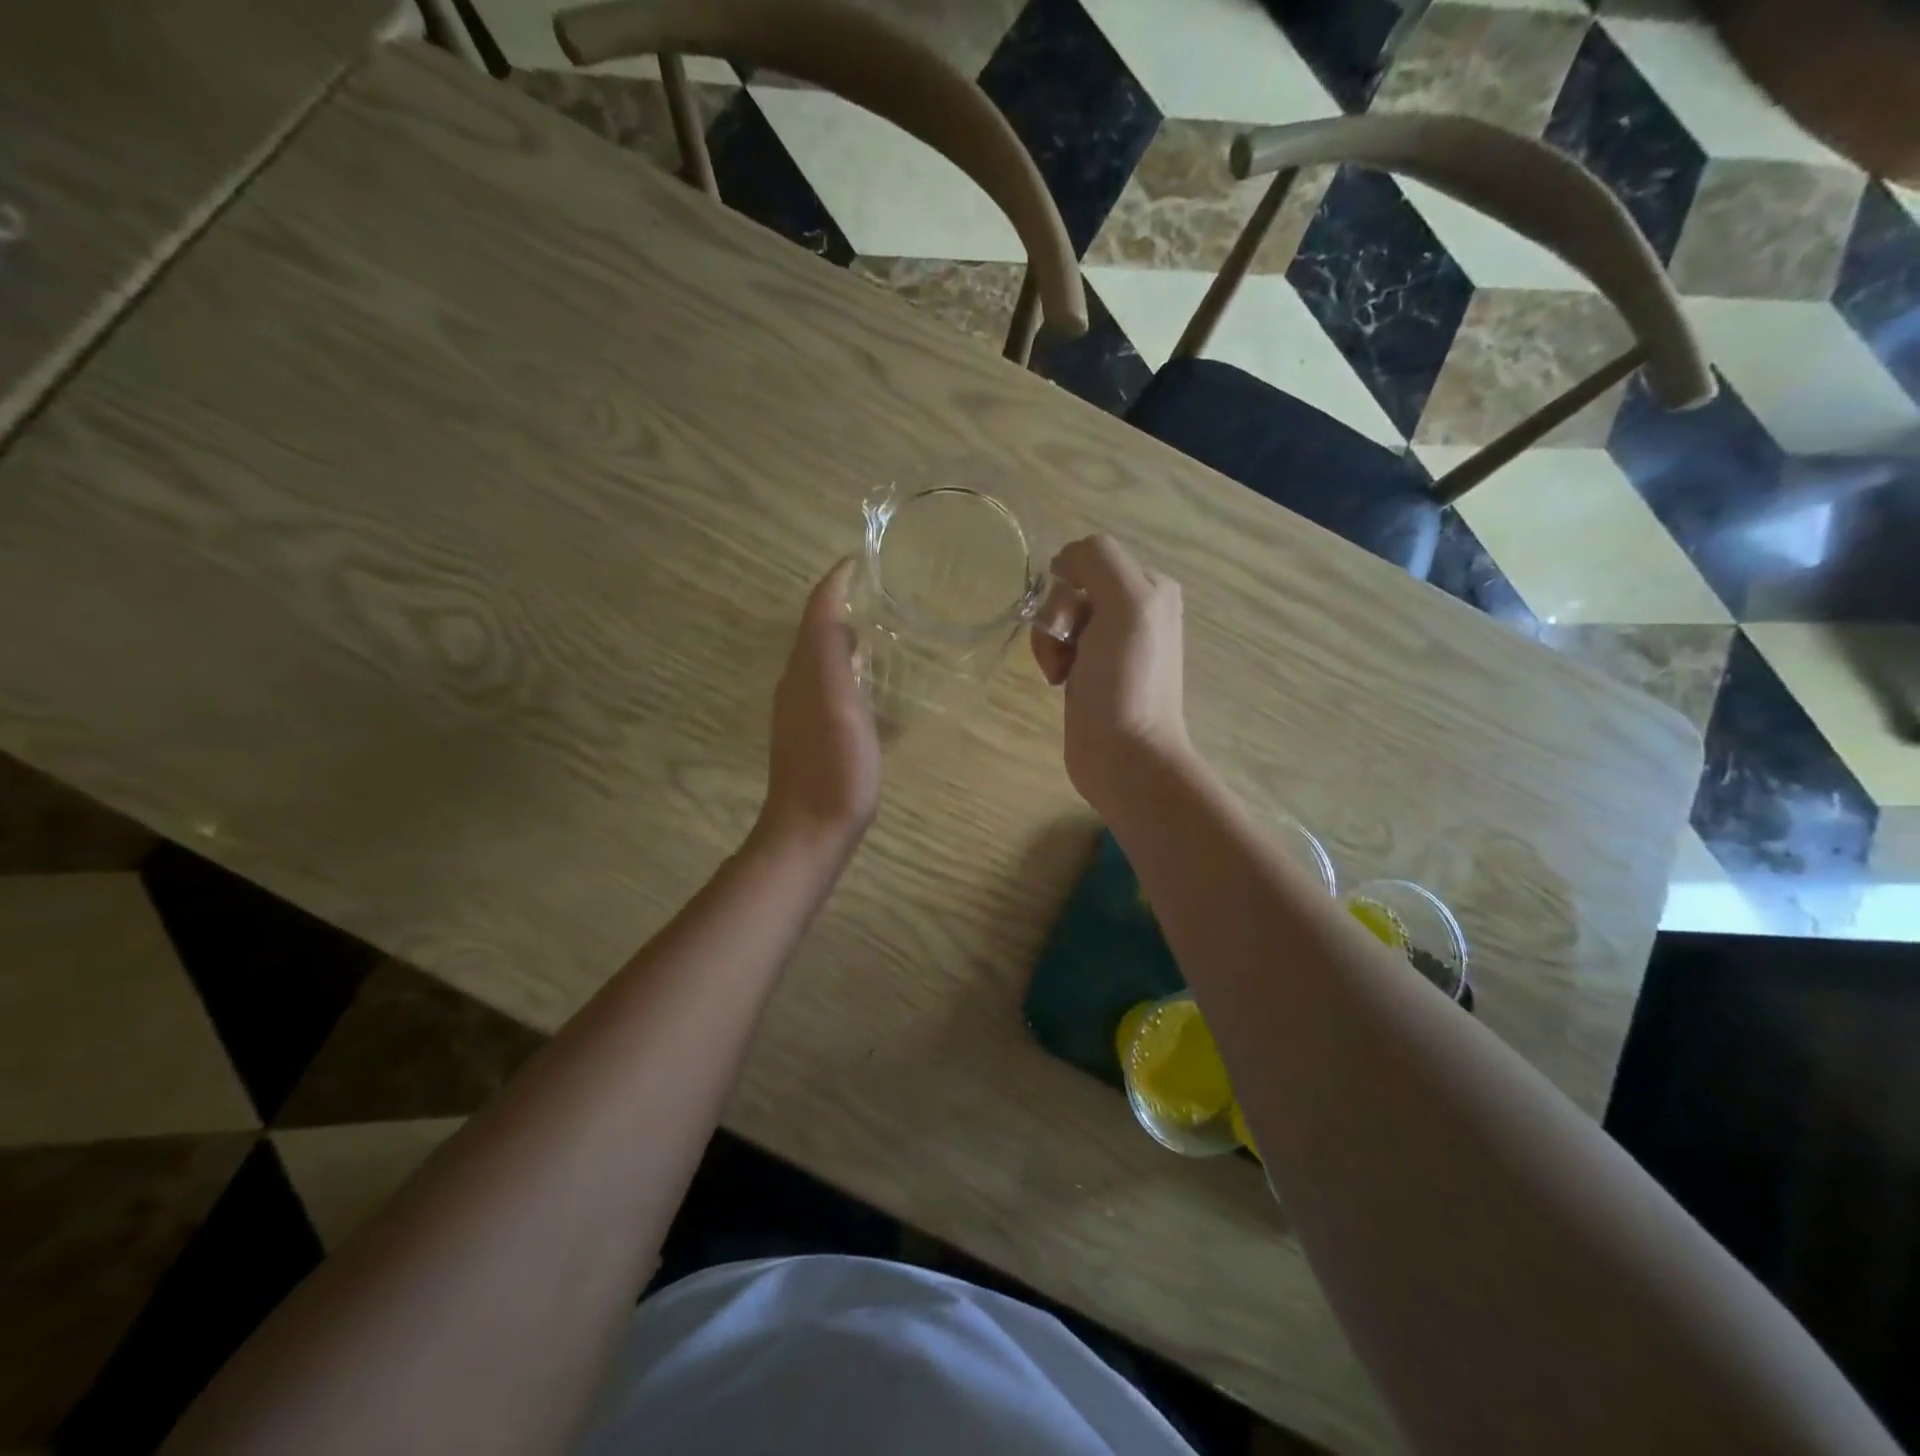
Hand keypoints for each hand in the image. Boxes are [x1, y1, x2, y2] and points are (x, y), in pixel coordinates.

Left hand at [759, 560, 880, 854]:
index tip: (862, 559)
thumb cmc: (833, 767)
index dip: (836, 583)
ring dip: (848, 638)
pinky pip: (833, 686)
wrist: (811, 831)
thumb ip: (831, 655)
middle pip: (817, 632)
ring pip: (824, 659)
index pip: (817, 612)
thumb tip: (838, 615)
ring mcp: (805, 712)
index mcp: (804, 671)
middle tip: (884, 590)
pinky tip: (876, 684)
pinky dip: (852, 671)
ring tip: (886, 629)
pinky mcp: (817, 736)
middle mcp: (798, 684)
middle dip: (844, 605)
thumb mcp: (837, 704)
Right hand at [1030, 535, 1190, 814]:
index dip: (1072, 585)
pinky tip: (1059, 682)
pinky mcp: (1089, 670)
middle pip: (1070, 589)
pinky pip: (1057, 644)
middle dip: (1058, 617)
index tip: (1076, 621)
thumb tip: (1063, 560)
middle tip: (1070, 651)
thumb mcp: (1127, 603)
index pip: (1090, 558)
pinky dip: (1050, 658)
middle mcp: (1135, 609)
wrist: (1124, 755)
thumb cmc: (1127, 680)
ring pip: (1058, 618)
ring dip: (1050, 641)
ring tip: (1061, 673)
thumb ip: (1098, 560)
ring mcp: (1110, 642)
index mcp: (1151, 587)